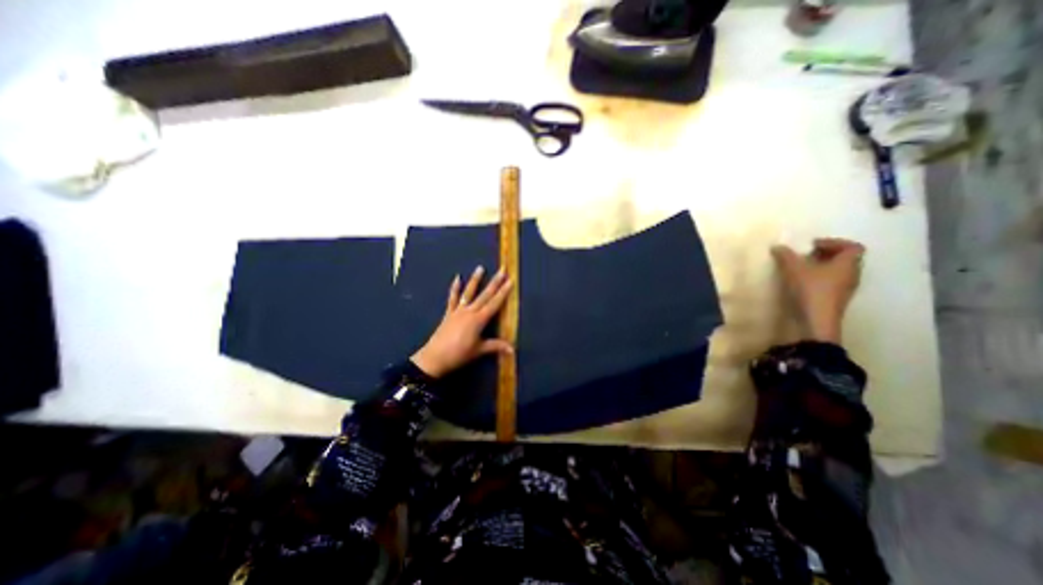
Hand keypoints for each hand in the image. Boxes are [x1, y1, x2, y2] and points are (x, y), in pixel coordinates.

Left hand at [413, 265, 514, 377]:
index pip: (495, 303)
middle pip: (485, 295)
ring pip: (469, 292)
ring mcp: (458, 311)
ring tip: (480, 268)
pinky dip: (455, 288)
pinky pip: (452, 298)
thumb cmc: (459, 354)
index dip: (503, 292)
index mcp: (479, 320)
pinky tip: (457, 278)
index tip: (510, 281)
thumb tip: (513, 349)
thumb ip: (496, 346)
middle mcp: (470, 311)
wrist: (435, 358)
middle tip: (502, 270)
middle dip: (495, 282)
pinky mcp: (449, 313)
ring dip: (475, 280)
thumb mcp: (479, 350)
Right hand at [770, 237, 868, 344]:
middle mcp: (852, 274)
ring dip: (822, 267)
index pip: (852, 246)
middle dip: (826, 255)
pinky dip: (819, 279)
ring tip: (801, 269)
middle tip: (805, 255)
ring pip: (838, 272)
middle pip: (845, 259)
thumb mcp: (794, 269)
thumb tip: (777, 246)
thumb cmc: (811, 290)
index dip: (834, 243)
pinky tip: (802, 283)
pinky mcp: (836, 299)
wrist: (816, 321)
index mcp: (848, 264)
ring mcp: (845, 289)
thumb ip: (786, 256)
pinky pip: (831, 283)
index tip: (813, 246)